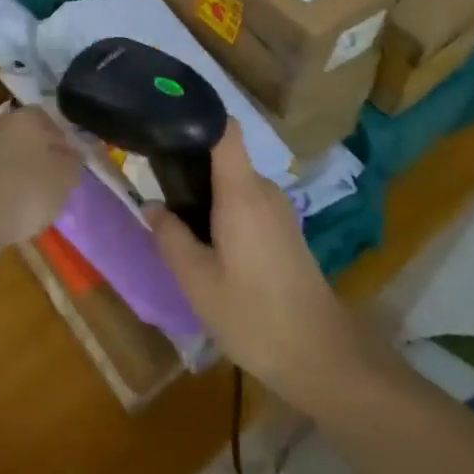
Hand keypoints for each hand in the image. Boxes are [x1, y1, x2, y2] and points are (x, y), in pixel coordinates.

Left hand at [0, 106, 81, 262]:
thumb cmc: (25, 193)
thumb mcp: (64, 179)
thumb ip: (71, 162)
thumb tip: (70, 154)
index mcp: (26, 118)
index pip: (48, 119)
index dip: (60, 141)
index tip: (67, 164)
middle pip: (23, 135)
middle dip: (35, 155)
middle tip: (46, 182)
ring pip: (2, 154)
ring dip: (12, 171)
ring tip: (23, 201)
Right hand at [147, 124, 369, 412]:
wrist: (322, 357)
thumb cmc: (254, 315)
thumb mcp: (198, 281)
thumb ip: (170, 237)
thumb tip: (151, 204)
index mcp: (242, 192)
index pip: (225, 130)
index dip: (198, 116)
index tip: (167, 121)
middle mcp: (264, 191)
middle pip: (225, 158)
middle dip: (191, 166)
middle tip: (157, 186)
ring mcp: (279, 211)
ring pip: (235, 185)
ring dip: (207, 195)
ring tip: (178, 220)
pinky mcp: (286, 231)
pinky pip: (248, 204)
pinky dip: (225, 212)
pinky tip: (209, 244)